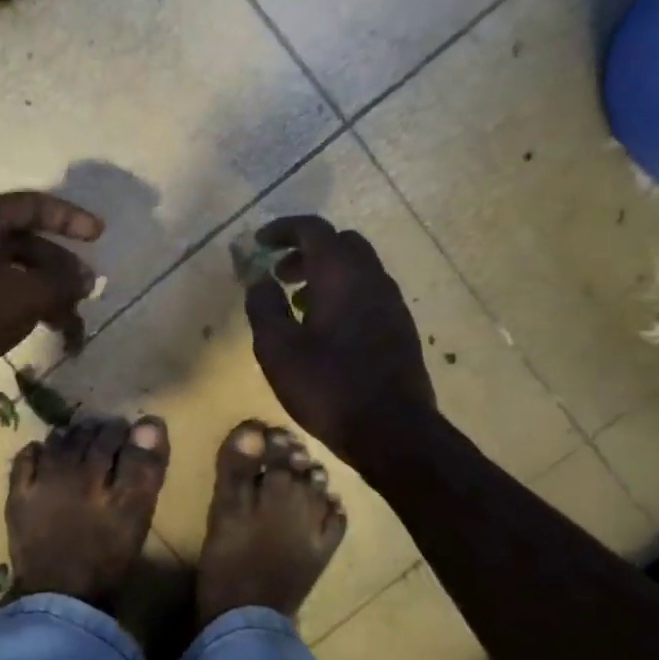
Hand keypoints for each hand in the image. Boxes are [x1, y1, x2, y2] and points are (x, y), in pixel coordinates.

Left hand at [0, 190, 102, 388]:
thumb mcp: (25, 296)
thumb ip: (63, 283)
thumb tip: (86, 279)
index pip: (33, 205)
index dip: (71, 218)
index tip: (99, 234)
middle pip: (24, 240)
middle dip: (59, 267)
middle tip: (85, 289)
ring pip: (11, 268)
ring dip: (44, 290)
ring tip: (69, 320)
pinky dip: (21, 300)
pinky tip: (42, 324)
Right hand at [244, 216, 436, 467]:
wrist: (393, 430)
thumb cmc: (328, 385)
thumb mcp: (278, 348)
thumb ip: (263, 305)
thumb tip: (258, 277)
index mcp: (341, 273)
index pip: (313, 228)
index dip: (283, 229)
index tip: (259, 243)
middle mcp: (372, 277)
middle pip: (340, 243)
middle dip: (306, 250)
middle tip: (280, 273)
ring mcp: (391, 302)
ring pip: (357, 268)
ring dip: (325, 273)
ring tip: (296, 303)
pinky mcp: (400, 327)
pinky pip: (368, 292)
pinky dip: (343, 293)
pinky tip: (324, 329)